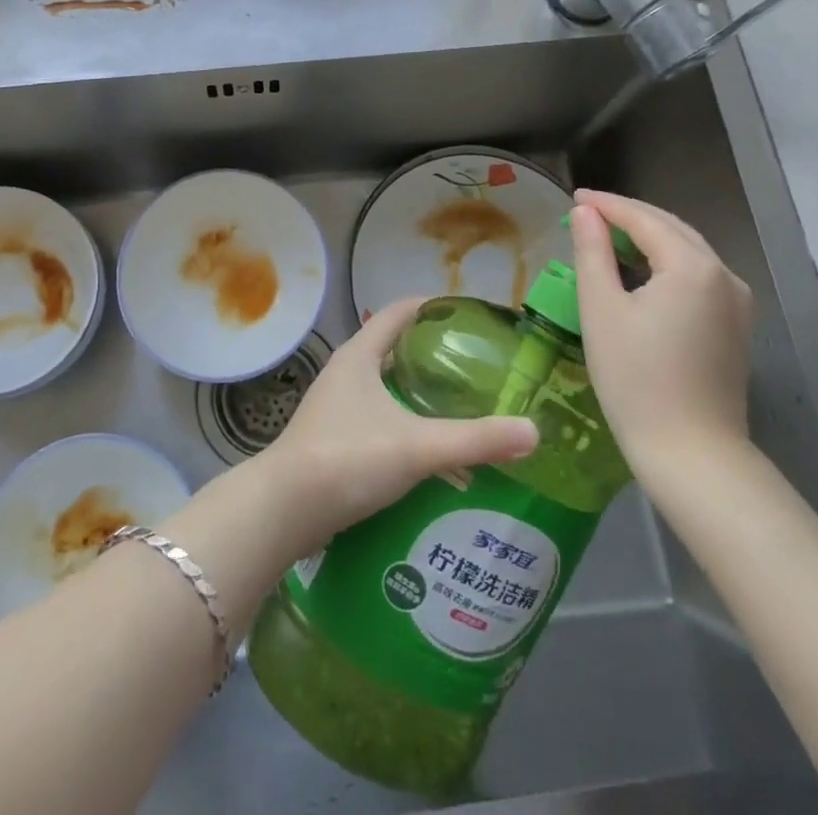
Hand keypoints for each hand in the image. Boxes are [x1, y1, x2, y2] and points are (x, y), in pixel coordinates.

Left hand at [259, 297, 539, 557]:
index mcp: (359, 356)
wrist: (284, 509)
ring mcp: (336, 407)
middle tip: (477, 367)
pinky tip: (433, 461)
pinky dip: (407, 429)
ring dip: (420, 398)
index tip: (468, 314)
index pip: (397, 313)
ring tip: (463, 411)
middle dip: (433, 357)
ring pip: (387, 391)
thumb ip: (475, 440)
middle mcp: (345, 373)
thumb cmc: (348, 458)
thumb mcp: (417, 446)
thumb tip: (534, 432)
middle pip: (394, 350)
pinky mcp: (334, 440)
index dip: (431, 307)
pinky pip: (380, 422)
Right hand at [569, 190, 754, 496]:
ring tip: (608, 237)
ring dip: (649, 237)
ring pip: (688, 251)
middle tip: (587, 213)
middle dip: (629, 216)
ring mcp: (737, 302)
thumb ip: (592, 252)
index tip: (574, 197)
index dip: (607, 205)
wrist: (691, 453)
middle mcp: (724, 275)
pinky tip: (641, 271)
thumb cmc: (636, 379)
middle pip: (672, 228)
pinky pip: (698, 275)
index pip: (644, 218)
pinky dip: (667, 262)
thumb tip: (586, 212)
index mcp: (692, 266)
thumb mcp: (601, 309)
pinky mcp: (736, 326)